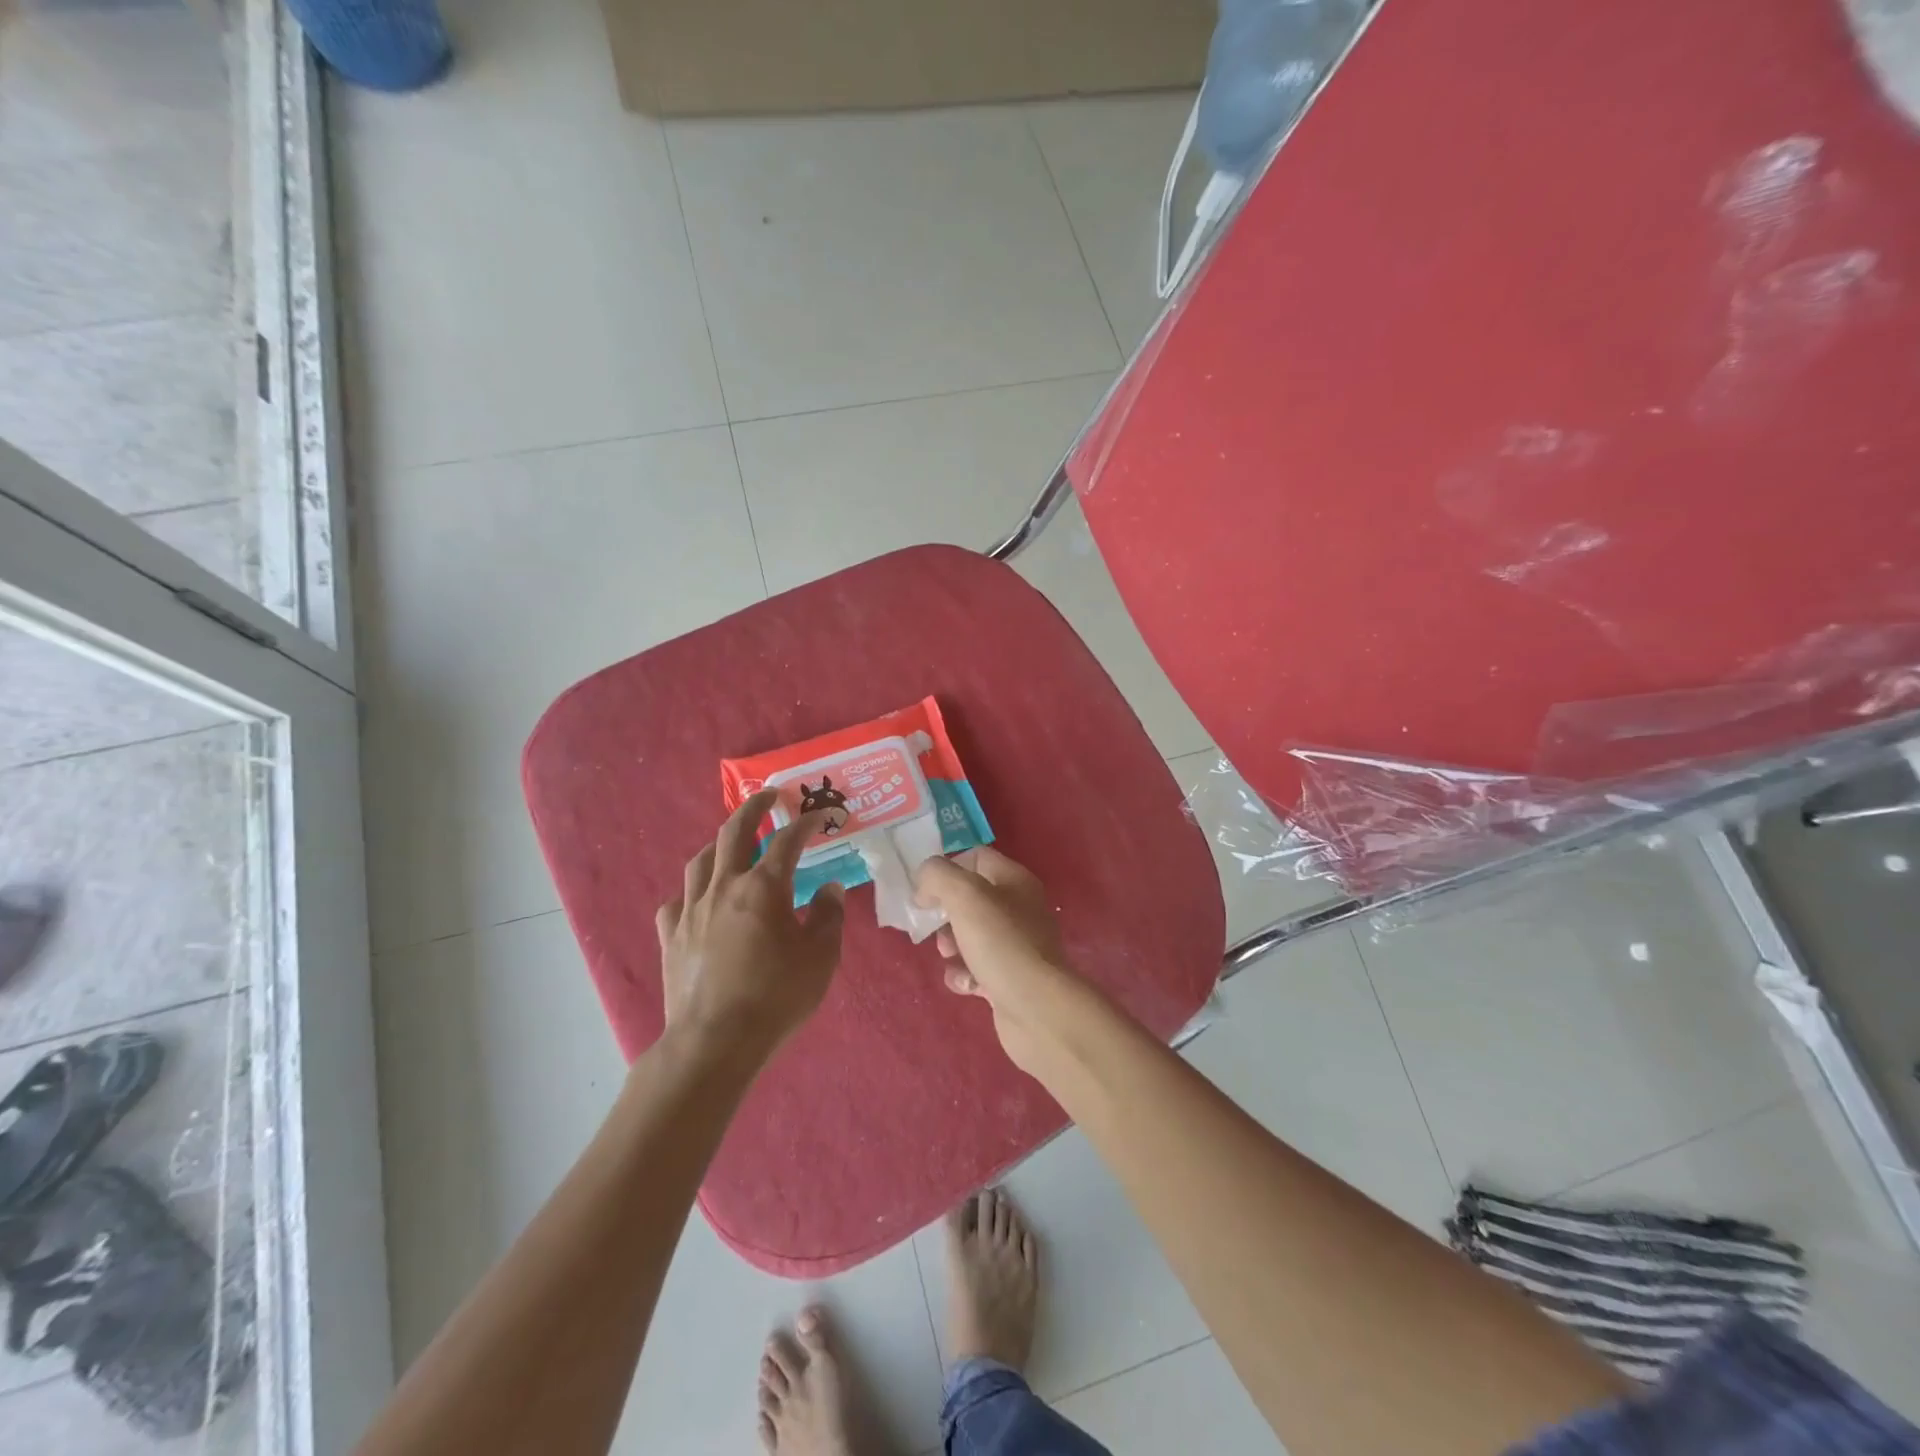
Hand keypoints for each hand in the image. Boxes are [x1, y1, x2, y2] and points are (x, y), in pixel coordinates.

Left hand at [655, 790, 845, 1062]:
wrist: (714, 1042)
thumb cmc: (776, 997)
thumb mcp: (820, 958)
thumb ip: (828, 917)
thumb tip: (830, 888)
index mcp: (763, 888)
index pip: (787, 841)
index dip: (806, 824)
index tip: (821, 816)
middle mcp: (724, 887)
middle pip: (734, 832)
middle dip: (753, 808)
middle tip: (768, 796)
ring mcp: (691, 911)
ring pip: (700, 861)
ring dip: (718, 844)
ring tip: (731, 843)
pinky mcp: (670, 937)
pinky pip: (676, 902)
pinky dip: (691, 892)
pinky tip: (698, 899)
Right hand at [914, 847, 1084, 1075]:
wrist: (1036, 1008)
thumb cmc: (1001, 942)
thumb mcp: (964, 895)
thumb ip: (938, 876)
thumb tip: (925, 887)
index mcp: (1015, 880)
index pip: (976, 858)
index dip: (947, 870)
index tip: (926, 892)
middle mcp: (1019, 908)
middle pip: (970, 900)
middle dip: (945, 915)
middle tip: (936, 930)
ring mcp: (1016, 945)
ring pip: (969, 936)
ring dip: (951, 948)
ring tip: (952, 959)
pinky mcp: (1010, 978)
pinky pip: (976, 969)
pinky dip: (964, 976)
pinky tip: (967, 985)